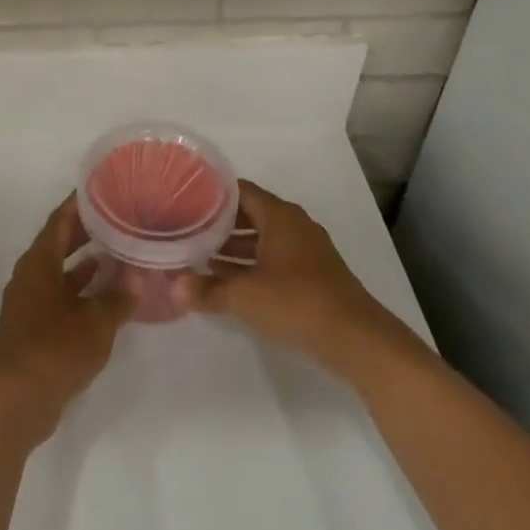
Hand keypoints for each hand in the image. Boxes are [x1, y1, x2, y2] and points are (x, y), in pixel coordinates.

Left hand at [0, 195, 131, 444]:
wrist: (17, 401)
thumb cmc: (55, 350)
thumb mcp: (96, 322)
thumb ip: (118, 297)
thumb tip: (138, 276)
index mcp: (39, 262)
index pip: (60, 219)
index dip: (80, 203)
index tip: (104, 188)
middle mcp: (31, 275)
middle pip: (59, 242)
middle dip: (87, 229)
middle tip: (119, 216)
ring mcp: (31, 301)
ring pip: (61, 269)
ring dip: (86, 261)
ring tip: (120, 250)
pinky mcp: (35, 325)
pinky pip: (61, 293)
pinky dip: (82, 288)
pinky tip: (107, 293)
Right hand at [179, 180, 420, 372]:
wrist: (357, 339)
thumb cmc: (297, 302)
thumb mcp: (244, 296)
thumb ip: (206, 290)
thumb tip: (172, 287)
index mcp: (278, 215)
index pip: (238, 190)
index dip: (210, 192)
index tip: (183, 197)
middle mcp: (293, 224)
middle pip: (249, 213)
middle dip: (218, 221)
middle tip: (185, 226)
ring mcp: (306, 249)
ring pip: (261, 237)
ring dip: (233, 246)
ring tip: (199, 254)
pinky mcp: (312, 274)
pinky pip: (273, 257)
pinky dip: (251, 263)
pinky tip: (228, 279)